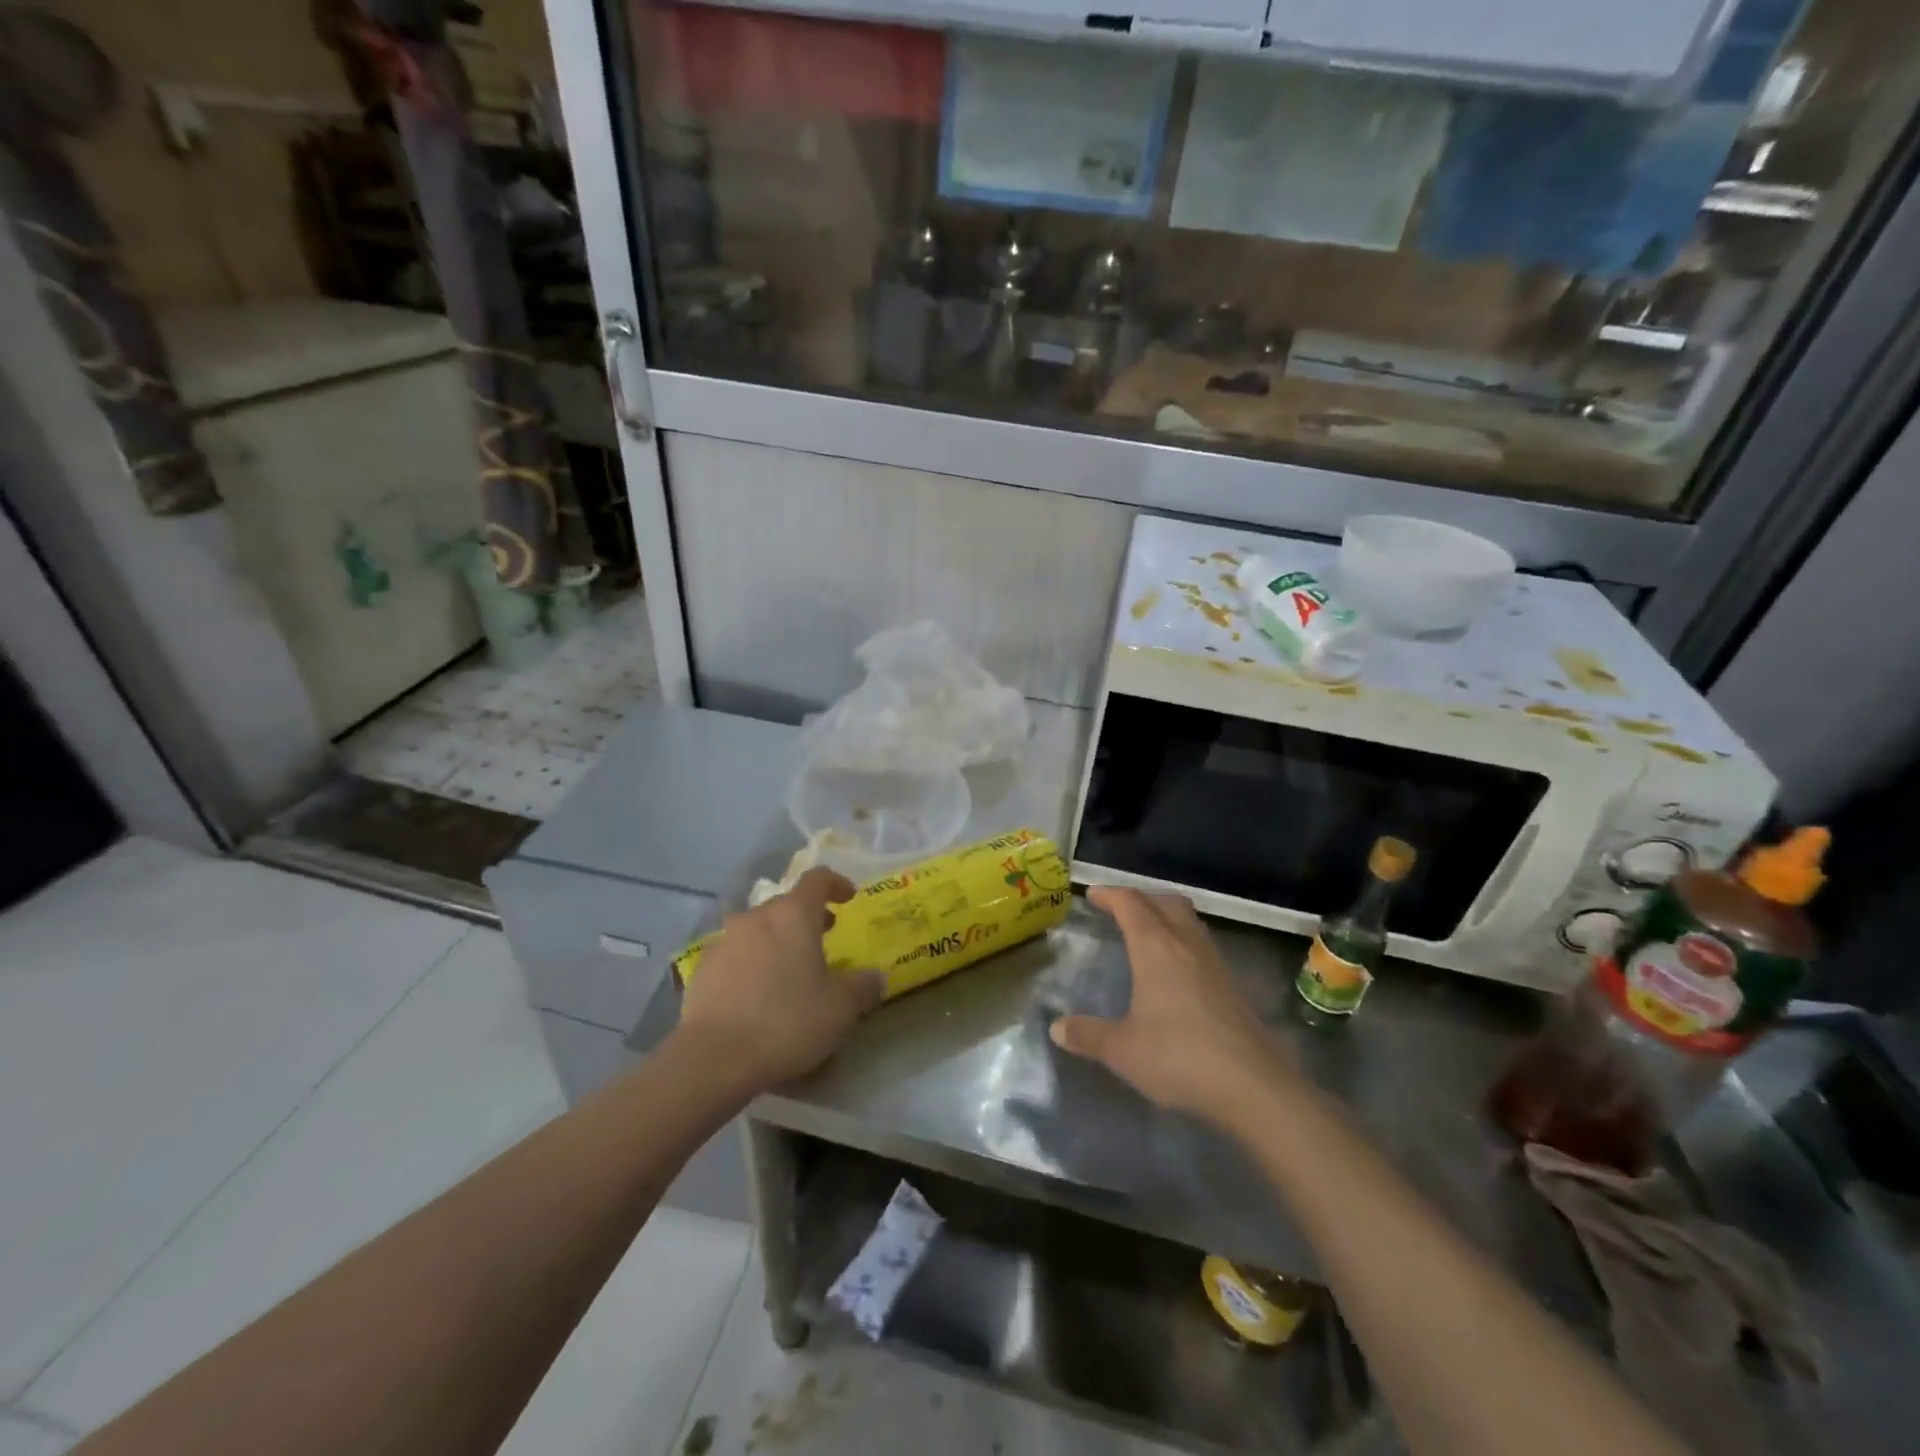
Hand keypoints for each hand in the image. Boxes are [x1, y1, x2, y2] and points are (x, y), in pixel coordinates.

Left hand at [675, 868, 885, 1090]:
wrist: (713, 1058)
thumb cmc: (787, 1022)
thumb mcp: (841, 1009)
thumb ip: (863, 987)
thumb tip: (875, 976)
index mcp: (793, 915)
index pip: (817, 879)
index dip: (836, 884)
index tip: (849, 899)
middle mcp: (756, 918)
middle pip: (785, 905)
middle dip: (806, 917)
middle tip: (823, 939)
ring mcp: (724, 941)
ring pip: (757, 929)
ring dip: (775, 940)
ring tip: (788, 970)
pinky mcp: (701, 970)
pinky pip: (734, 955)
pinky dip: (749, 963)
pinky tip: (755, 994)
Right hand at [1050, 886, 1300, 1127]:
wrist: (1254, 1087)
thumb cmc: (1179, 1057)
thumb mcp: (1122, 1050)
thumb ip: (1088, 1035)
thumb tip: (1056, 1028)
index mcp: (1156, 948)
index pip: (1130, 904)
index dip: (1109, 895)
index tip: (1091, 895)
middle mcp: (1186, 945)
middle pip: (1165, 902)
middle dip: (1140, 898)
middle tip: (1119, 909)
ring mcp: (1214, 964)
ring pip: (1188, 921)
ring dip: (1165, 916)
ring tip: (1146, 934)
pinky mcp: (1233, 986)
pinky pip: (1201, 946)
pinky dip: (1182, 942)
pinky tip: (1175, 972)